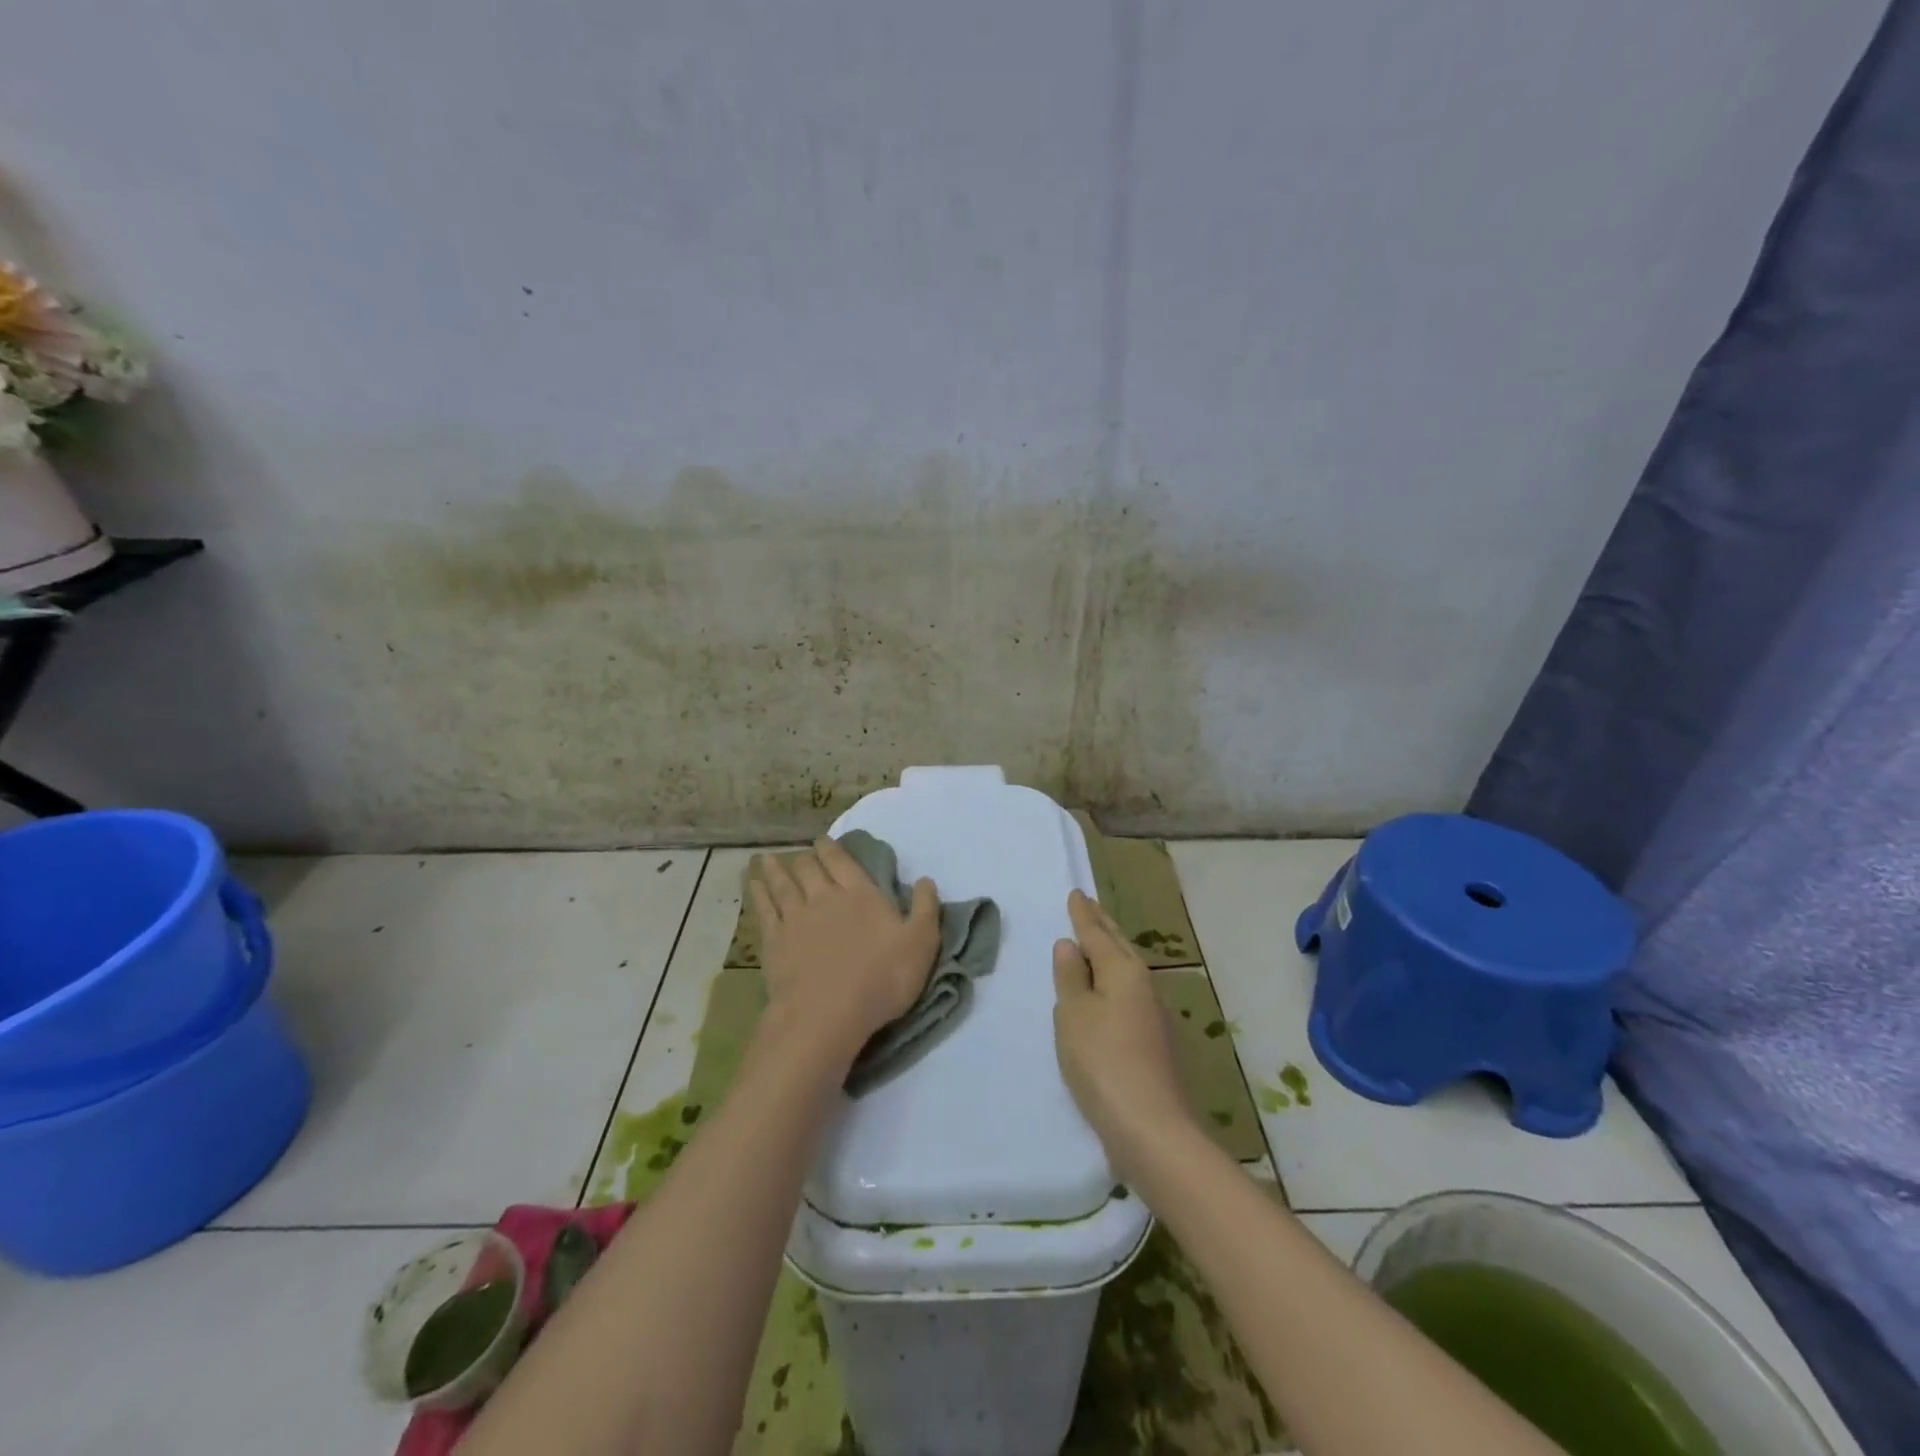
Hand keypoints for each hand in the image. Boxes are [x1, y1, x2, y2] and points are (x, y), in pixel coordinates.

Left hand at [750, 839, 940, 1064]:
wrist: (827, 1013)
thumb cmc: (881, 978)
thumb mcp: (921, 943)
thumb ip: (925, 909)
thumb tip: (926, 880)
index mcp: (860, 894)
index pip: (843, 862)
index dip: (832, 849)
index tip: (823, 840)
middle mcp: (825, 897)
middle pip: (810, 869)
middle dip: (805, 858)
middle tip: (801, 854)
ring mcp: (795, 918)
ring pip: (782, 884)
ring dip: (775, 869)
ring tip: (765, 860)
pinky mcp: (774, 941)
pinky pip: (764, 909)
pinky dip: (758, 894)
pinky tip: (752, 886)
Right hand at [1052, 889, 1193, 1181]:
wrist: (1151, 1128)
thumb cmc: (1103, 1062)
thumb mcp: (1074, 1015)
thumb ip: (1070, 977)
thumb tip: (1070, 945)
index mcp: (1123, 971)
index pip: (1097, 934)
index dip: (1083, 914)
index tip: (1076, 893)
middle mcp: (1143, 985)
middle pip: (1119, 946)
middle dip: (1102, 925)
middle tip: (1089, 906)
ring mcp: (1154, 1014)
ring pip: (1127, 970)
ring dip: (1111, 952)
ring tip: (1096, 942)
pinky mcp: (1155, 1041)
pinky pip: (1129, 994)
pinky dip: (1114, 981)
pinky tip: (1108, 992)